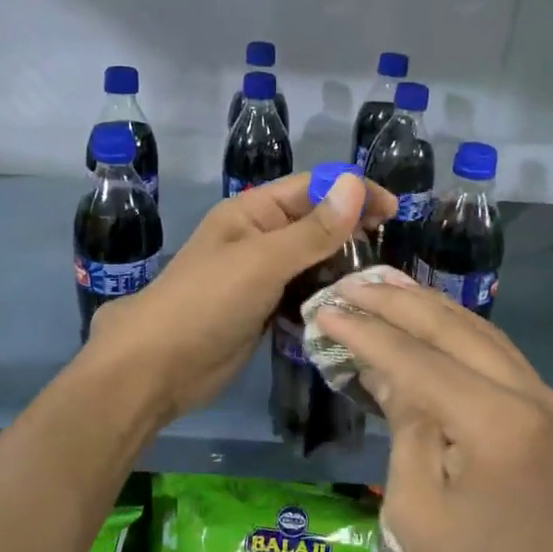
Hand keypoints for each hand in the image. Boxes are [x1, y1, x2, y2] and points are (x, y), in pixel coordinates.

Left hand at [88, 172, 394, 422]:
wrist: (158, 366)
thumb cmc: (206, 302)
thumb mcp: (262, 261)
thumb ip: (312, 230)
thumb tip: (356, 185)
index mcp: (252, 212)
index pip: (312, 188)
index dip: (352, 192)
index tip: (394, 210)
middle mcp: (259, 238)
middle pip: (315, 224)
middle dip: (352, 232)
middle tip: (389, 255)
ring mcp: (261, 276)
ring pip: (312, 261)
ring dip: (341, 268)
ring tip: (377, 284)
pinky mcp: (264, 309)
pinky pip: (303, 294)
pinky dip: (325, 297)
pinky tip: (351, 308)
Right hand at [316, 281, 552, 551]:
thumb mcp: (417, 511)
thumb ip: (406, 428)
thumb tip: (390, 373)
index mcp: (497, 423)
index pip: (417, 360)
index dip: (367, 334)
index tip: (326, 310)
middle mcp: (534, 396)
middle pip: (456, 330)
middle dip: (399, 304)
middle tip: (352, 286)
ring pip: (485, 335)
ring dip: (432, 311)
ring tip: (386, 291)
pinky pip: (503, 361)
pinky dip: (462, 338)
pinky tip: (433, 328)